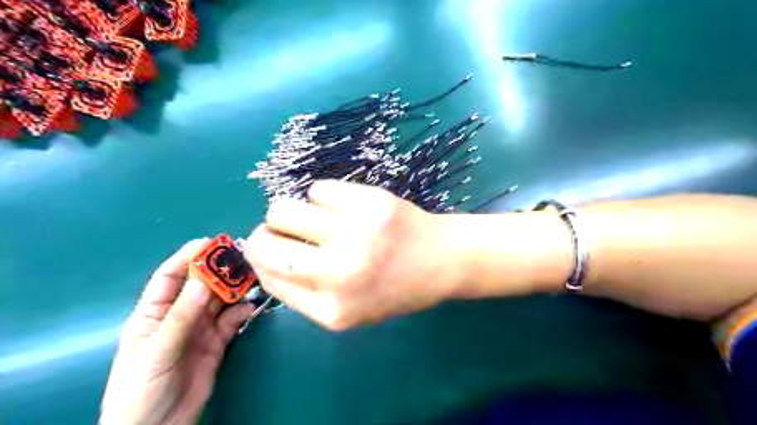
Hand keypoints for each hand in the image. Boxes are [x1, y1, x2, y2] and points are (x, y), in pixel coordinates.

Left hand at [100, 239, 257, 424]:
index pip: (171, 275)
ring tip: (255, 277)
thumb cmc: (141, 389)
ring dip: (237, 288)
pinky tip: (252, 306)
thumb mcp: (157, 351)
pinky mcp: (218, 341)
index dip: (190, 256)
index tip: (213, 242)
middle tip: (244, 258)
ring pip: (221, 300)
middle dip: (221, 270)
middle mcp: (179, 315)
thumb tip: (203, 280)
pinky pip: (233, 319)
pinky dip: (244, 310)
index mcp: (154, 312)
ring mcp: (201, 328)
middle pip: (202, 284)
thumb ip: (181, 316)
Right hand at [245, 179, 463, 331]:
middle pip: (264, 243)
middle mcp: (340, 273)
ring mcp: (356, 233)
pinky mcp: (370, 201)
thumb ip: (303, 293)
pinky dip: (323, 197)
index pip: (269, 277)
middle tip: (282, 230)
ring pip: (283, 208)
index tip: (267, 249)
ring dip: (290, 212)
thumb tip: (261, 259)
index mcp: (333, 310)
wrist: (442, 259)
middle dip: (264, 234)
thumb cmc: (395, 288)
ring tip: (315, 218)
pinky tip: (344, 207)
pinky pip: (318, 189)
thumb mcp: (350, 310)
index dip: (260, 259)